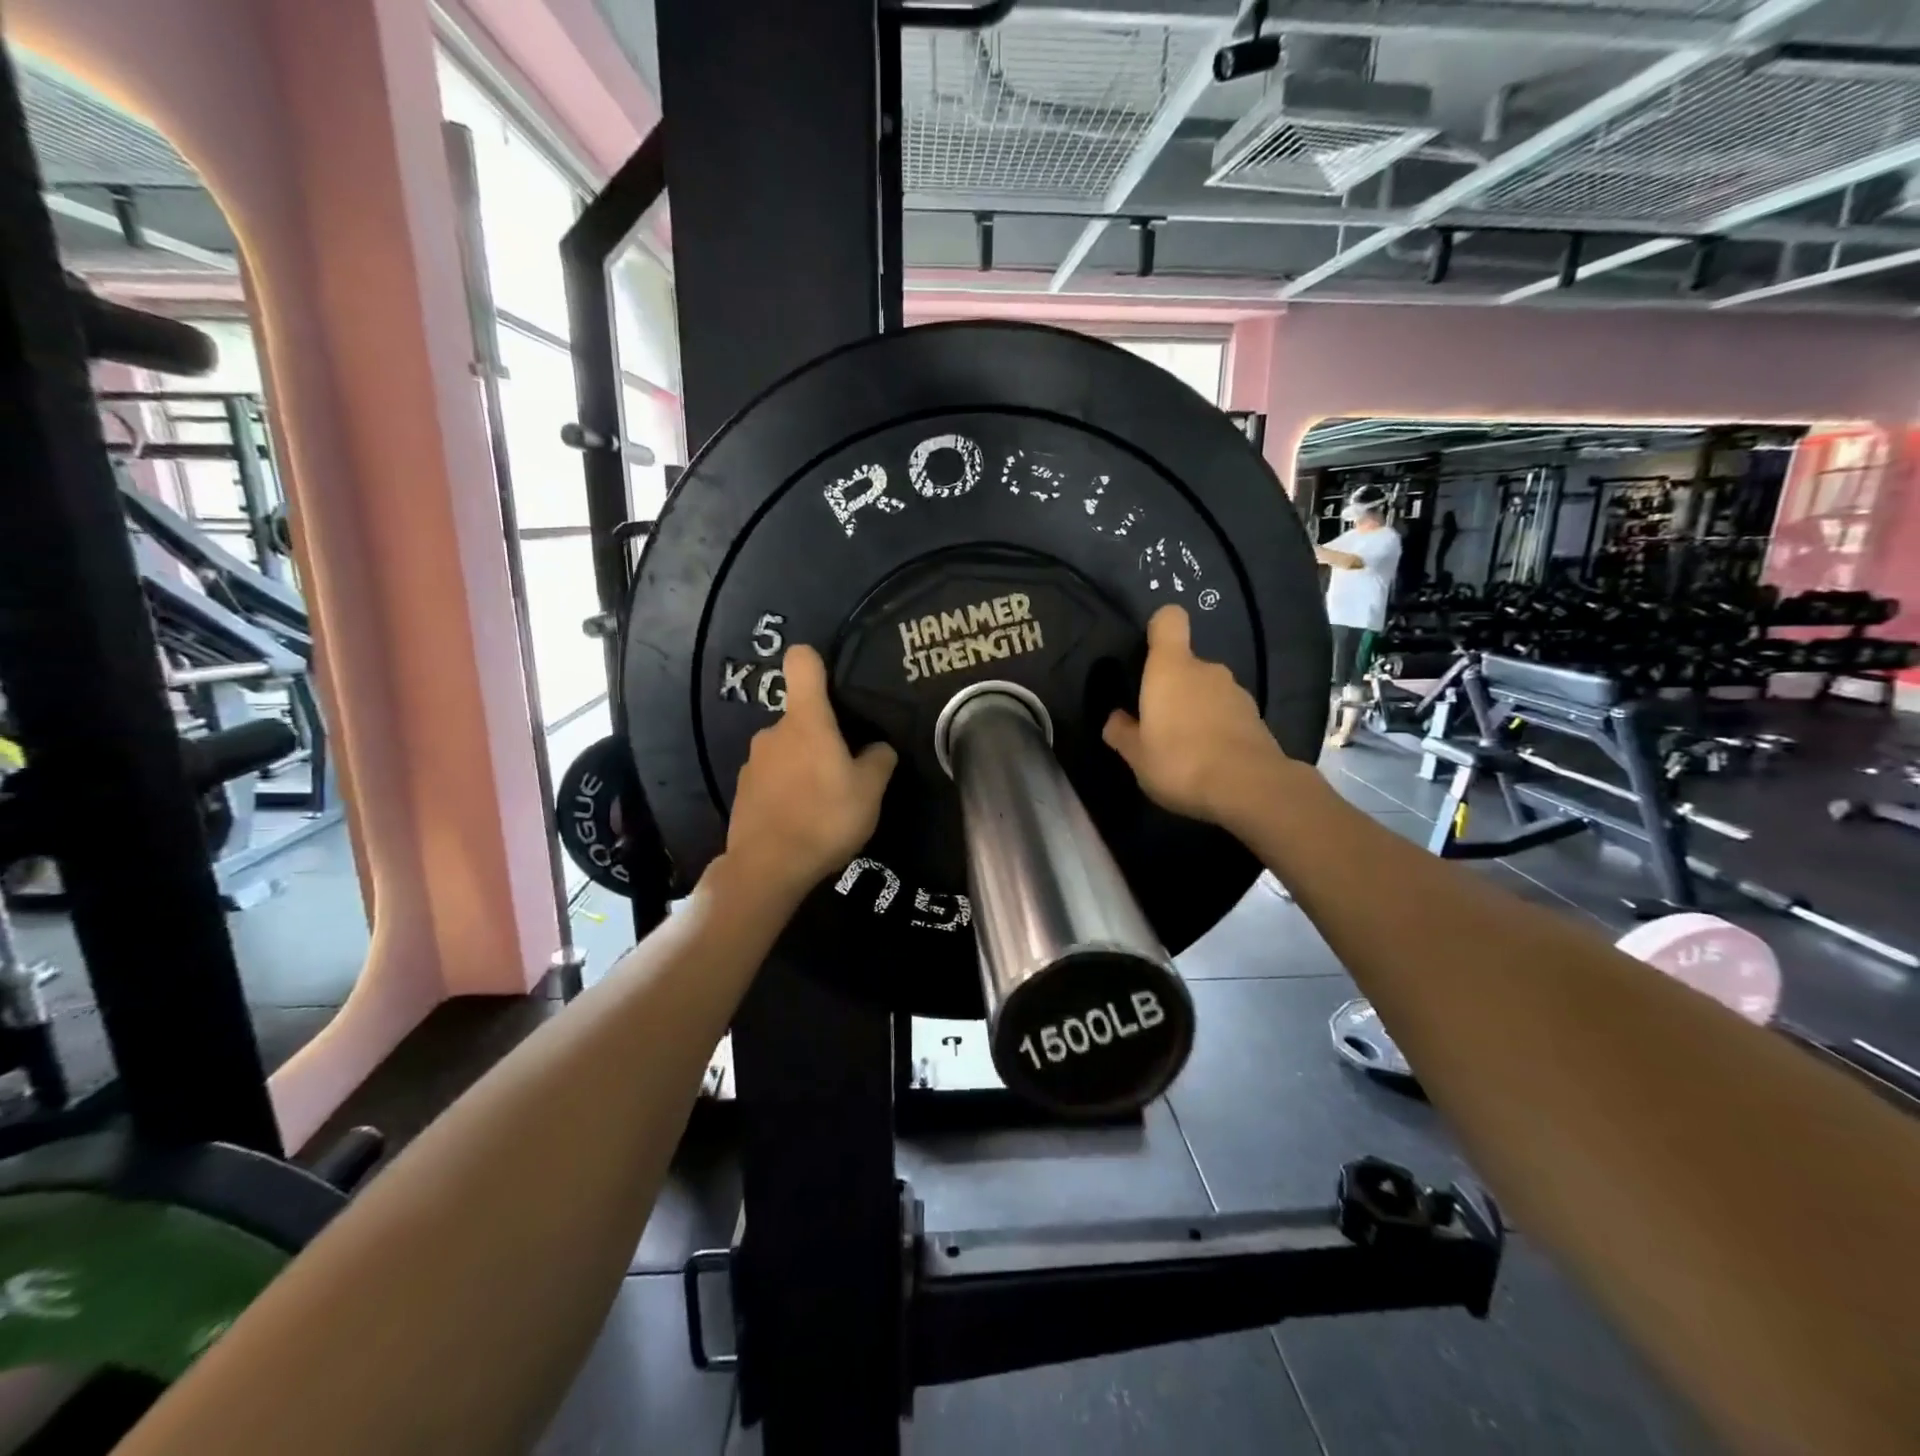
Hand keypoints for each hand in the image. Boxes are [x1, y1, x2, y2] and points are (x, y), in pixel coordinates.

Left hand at [725, 644, 896, 901]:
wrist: (768, 868)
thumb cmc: (825, 818)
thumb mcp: (870, 791)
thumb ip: (878, 761)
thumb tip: (877, 748)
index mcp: (806, 721)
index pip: (802, 663)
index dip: (817, 662)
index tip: (833, 683)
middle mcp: (773, 732)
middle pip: (802, 717)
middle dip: (823, 737)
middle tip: (846, 772)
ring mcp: (753, 761)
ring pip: (787, 750)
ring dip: (805, 766)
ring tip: (824, 802)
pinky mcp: (743, 790)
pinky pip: (773, 777)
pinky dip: (788, 789)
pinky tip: (801, 819)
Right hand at [1103, 606, 1286, 827]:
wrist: (1248, 787)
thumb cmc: (1179, 761)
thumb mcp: (1136, 755)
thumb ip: (1122, 732)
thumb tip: (1116, 718)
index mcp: (1171, 668)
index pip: (1169, 621)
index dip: (1157, 629)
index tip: (1147, 653)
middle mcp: (1206, 670)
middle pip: (1185, 664)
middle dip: (1172, 688)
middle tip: (1157, 725)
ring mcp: (1236, 692)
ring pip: (1207, 690)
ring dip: (1196, 710)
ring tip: (1185, 748)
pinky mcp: (1256, 717)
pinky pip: (1226, 713)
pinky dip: (1217, 728)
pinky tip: (1210, 760)